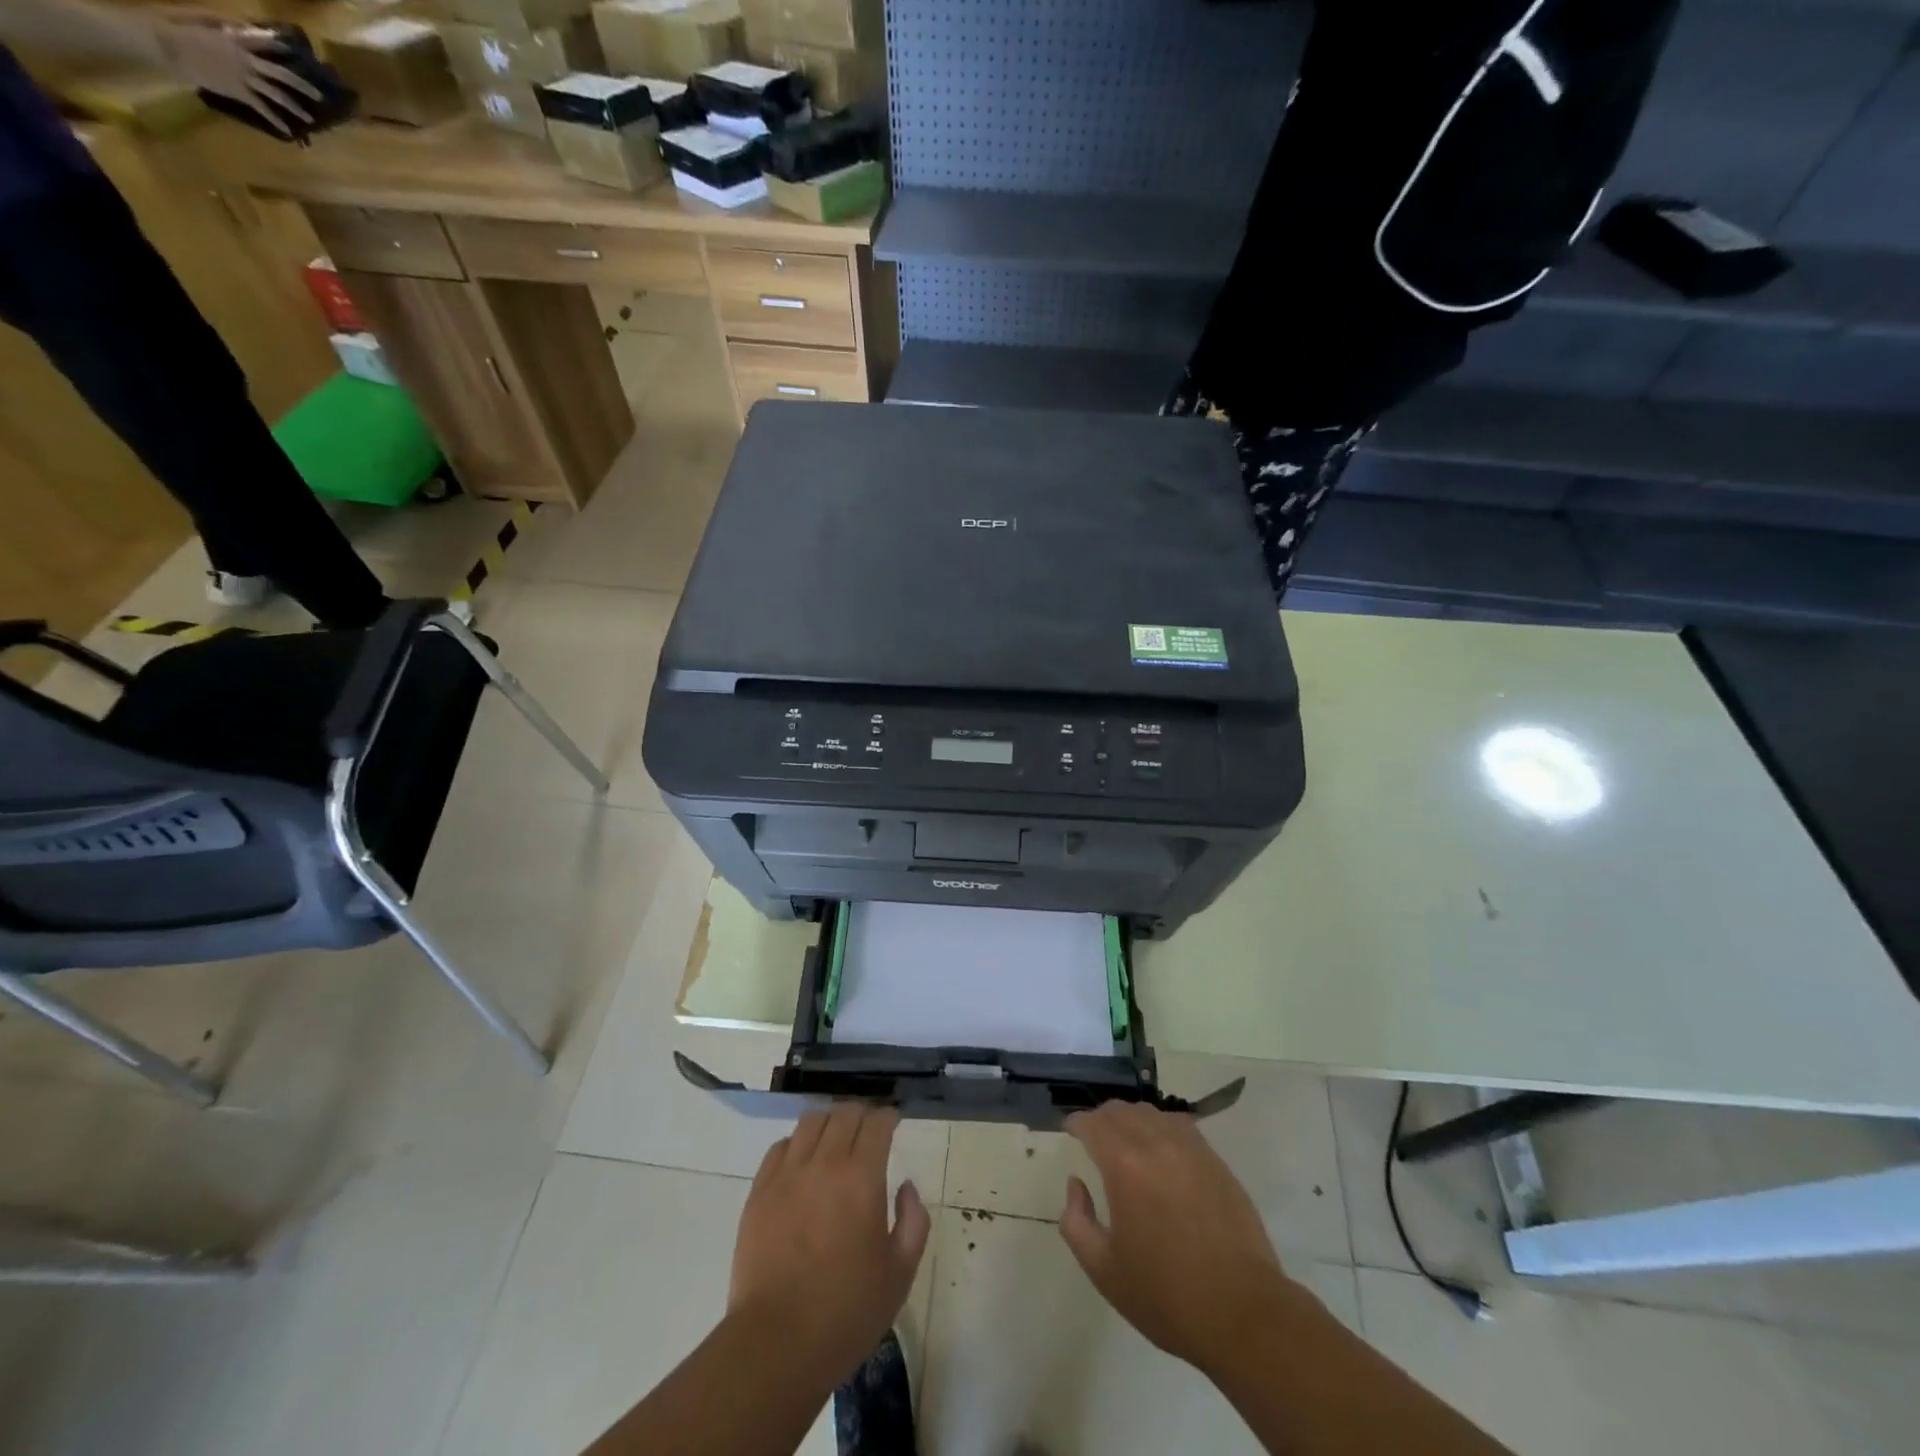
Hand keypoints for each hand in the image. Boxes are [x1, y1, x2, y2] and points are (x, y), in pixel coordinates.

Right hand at [153, 16, 320, 136]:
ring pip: (277, 94)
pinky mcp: (238, 91)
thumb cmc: (180, 29)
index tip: (292, 48)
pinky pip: (263, 108)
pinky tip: (289, 131)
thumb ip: (225, 25)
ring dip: (295, 107)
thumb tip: (245, 28)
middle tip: (320, 95)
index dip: (278, 44)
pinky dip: (276, 121)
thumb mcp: (202, 19)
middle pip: (281, 73)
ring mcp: (243, 76)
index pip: (263, 40)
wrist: (166, 45)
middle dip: (302, 84)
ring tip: (310, 119)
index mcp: (235, 38)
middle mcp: (245, 58)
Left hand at [730, 1105, 930, 1375]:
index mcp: (862, 1178)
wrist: (777, 1344)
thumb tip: (906, 1187)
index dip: (888, 1117)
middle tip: (868, 1129)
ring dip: (829, 1122)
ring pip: (810, 1121)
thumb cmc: (846, 1312)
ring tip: (835, 1138)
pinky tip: (802, 1162)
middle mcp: (824, 1164)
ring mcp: (787, 1175)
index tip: (893, 1121)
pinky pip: (779, 1147)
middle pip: (844, 1114)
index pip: (877, 1123)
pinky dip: (796, 1144)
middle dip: (861, 1114)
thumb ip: (913, 1222)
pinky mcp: (759, 1192)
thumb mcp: (899, 1274)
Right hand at [1060, 1101, 1316, 1377]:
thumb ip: (1077, 1221)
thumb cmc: (1166, 1295)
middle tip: (1093, 1137)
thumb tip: (1077, 1185)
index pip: (1092, 1123)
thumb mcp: (1104, 1269)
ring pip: (1152, 1113)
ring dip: (1132, 1120)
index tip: (1069, 1131)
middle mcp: (1156, 1144)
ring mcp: (1191, 1149)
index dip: (1076, 1123)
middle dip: (1101, 1118)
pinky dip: (1162, 1129)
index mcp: (1124, 1165)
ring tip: (1127, 1142)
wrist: (1242, 1313)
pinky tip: (1162, 1152)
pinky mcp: (1216, 1162)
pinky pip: (1181, 1127)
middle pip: (1121, 1110)